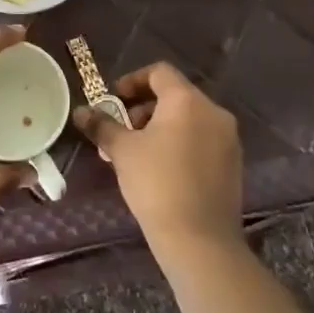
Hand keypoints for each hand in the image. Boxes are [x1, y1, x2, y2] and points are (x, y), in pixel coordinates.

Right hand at [74, 61, 243, 259]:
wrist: (199, 239)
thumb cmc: (156, 184)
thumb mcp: (122, 151)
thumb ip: (102, 126)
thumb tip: (80, 112)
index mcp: (187, 101)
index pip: (159, 72)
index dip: (132, 80)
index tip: (114, 100)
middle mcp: (214, 112)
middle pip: (175, 95)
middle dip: (144, 108)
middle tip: (122, 130)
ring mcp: (228, 139)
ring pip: (189, 119)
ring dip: (161, 127)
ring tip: (137, 153)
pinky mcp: (233, 164)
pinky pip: (202, 140)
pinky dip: (180, 143)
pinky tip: (161, 169)